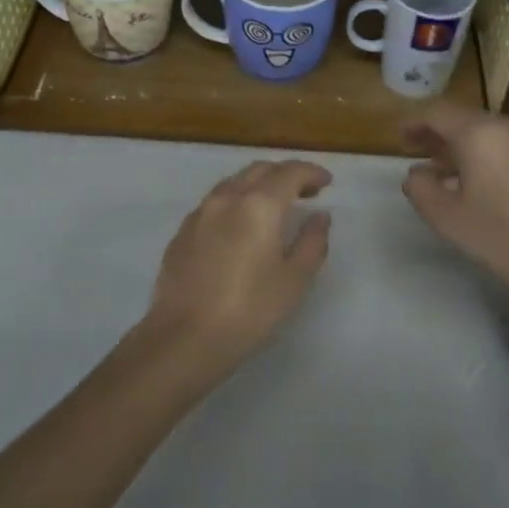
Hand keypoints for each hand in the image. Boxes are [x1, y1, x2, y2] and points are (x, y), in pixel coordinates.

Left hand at [136, 159, 332, 377]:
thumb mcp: (294, 280)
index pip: (290, 172)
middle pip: (260, 170)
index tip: (326, 182)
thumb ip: (312, 241)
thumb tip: (320, 216)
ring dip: (258, 184)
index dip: (311, 172)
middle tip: (305, 192)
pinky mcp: (182, 231)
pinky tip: (240, 225)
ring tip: (273, 206)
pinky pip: (215, 202)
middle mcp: (227, 198)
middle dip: (285, 174)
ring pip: (234, 182)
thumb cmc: (249, 310)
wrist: (184, 337)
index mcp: (259, 204)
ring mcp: (200, 212)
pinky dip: (235, 201)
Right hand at [401, 102, 508, 303]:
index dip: (413, 122)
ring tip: (440, 168)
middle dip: (435, 133)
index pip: (436, 112)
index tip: (397, 137)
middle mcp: (506, 125)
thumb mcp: (448, 218)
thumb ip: (420, 188)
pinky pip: (503, 145)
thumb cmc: (504, 237)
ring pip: (484, 132)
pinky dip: (482, 153)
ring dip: (459, 145)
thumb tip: (416, 173)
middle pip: (462, 119)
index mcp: (479, 133)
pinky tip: (474, 181)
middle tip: (414, 150)